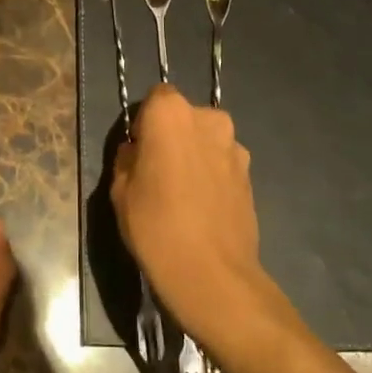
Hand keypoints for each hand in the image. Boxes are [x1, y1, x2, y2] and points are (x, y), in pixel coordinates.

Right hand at [110, 84, 281, 354]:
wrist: (213, 274)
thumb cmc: (156, 225)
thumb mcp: (120, 190)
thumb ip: (128, 158)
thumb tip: (139, 150)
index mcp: (171, 113)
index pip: (156, 98)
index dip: (146, 122)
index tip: (139, 151)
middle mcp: (209, 119)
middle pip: (185, 117)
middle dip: (173, 136)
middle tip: (158, 172)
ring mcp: (235, 146)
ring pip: (206, 140)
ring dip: (195, 155)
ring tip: (183, 194)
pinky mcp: (251, 174)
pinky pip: (223, 163)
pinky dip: (213, 176)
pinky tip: (203, 207)